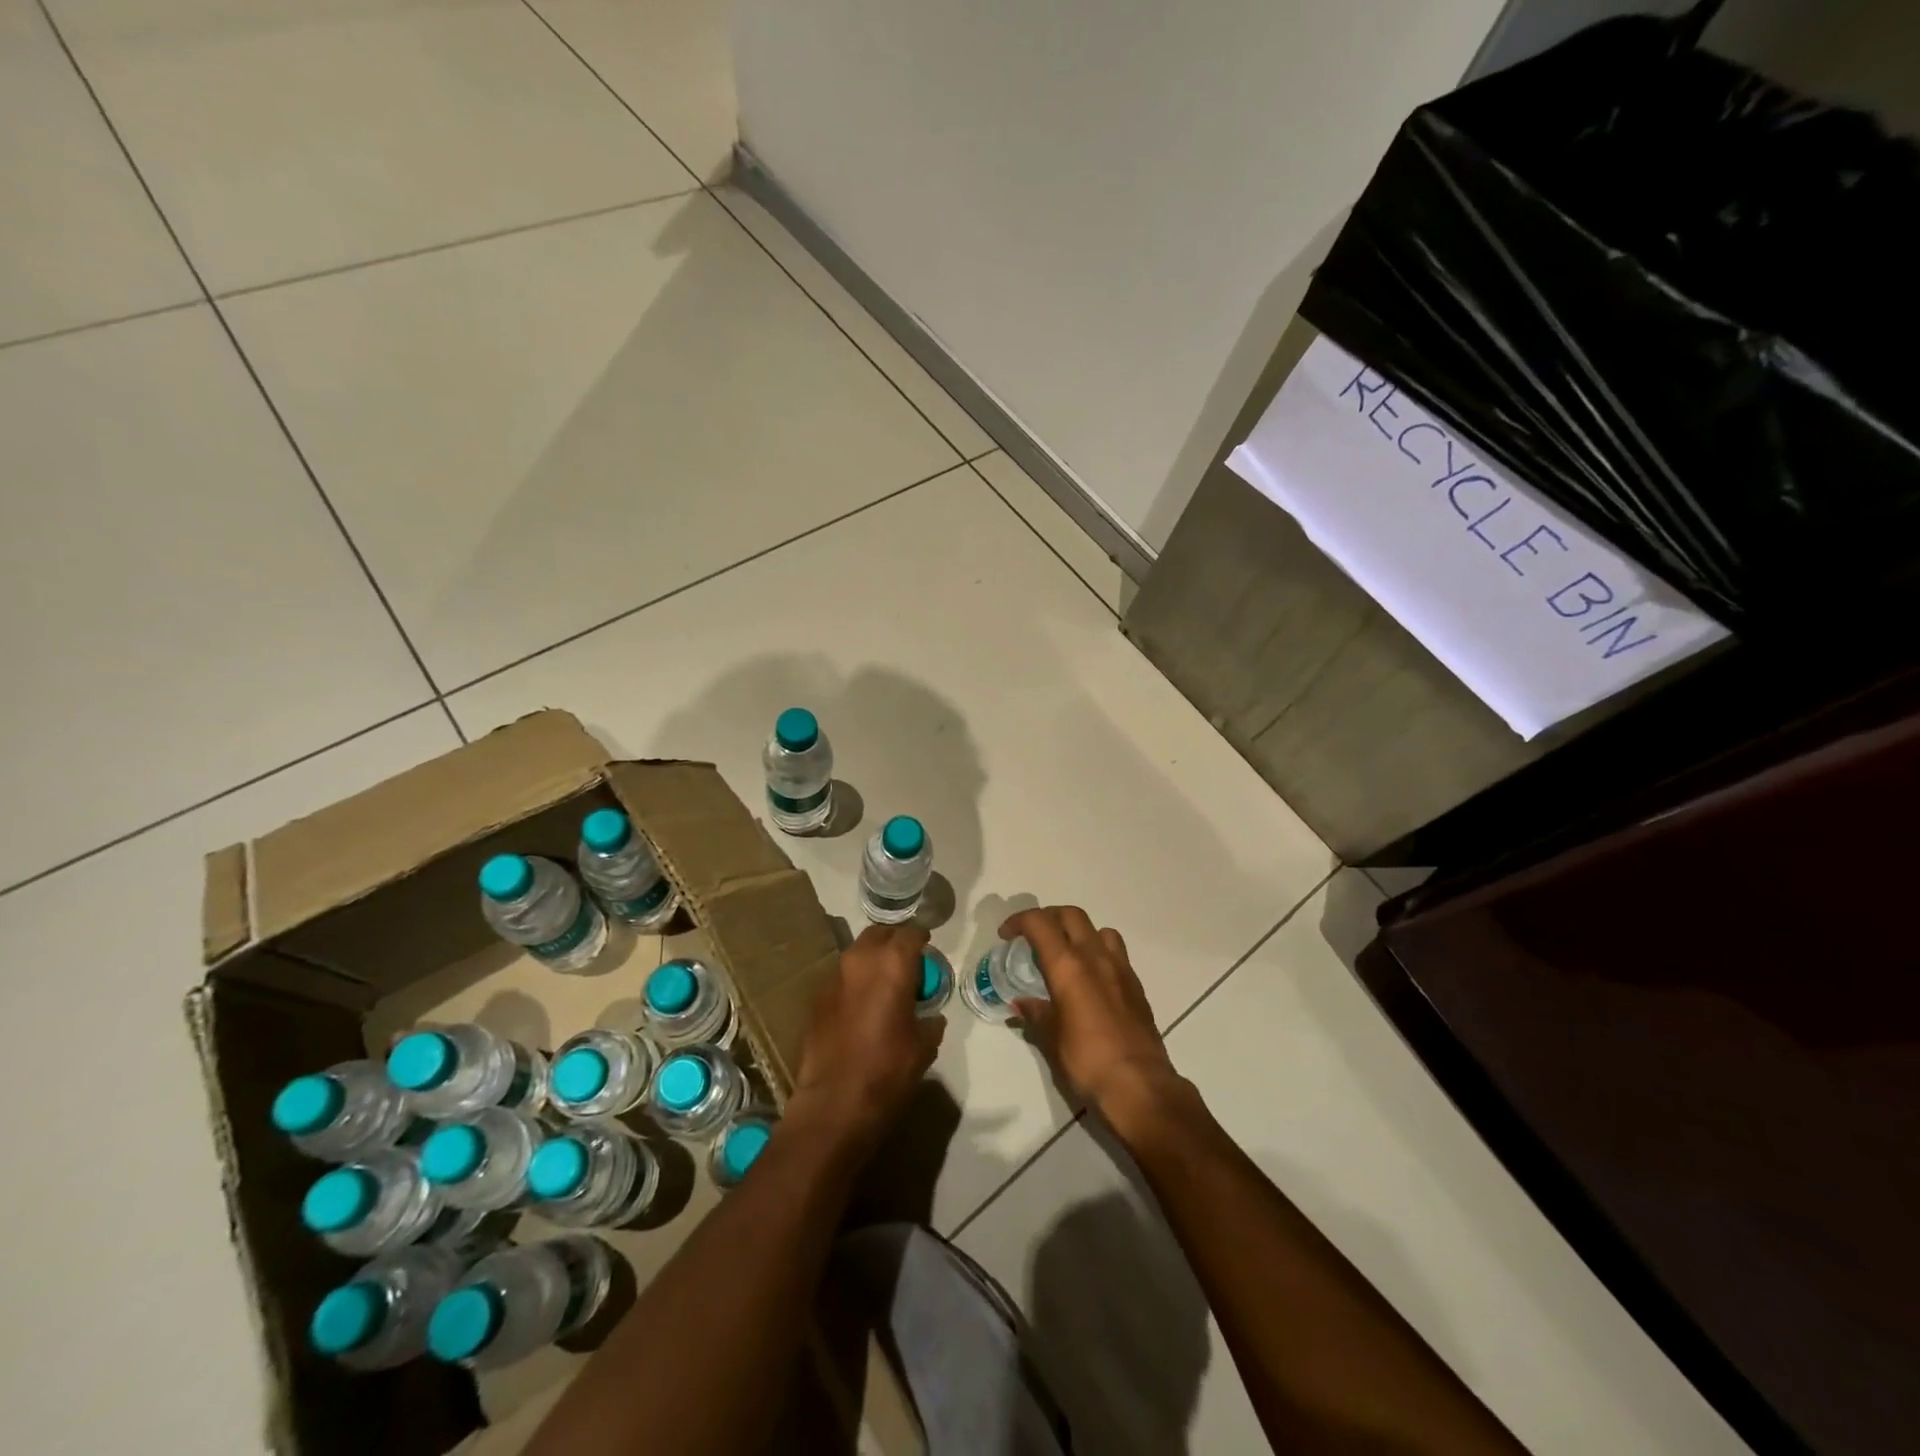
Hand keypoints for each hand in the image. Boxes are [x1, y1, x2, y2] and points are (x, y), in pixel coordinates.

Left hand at [791, 923, 944, 1154]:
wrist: (833, 1103)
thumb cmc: (888, 1071)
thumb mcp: (924, 1046)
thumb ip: (930, 1021)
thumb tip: (930, 1016)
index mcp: (892, 964)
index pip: (911, 933)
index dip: (922, 938)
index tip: (928, 947)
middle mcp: (860, 960)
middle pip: (879, 934)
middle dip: (894, 941)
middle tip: (907, 961)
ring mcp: (833, 977)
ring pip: (857, 953)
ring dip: (872, 961)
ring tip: (884, 984)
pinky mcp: (816, 998)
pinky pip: (841, 979)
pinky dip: (854, 983)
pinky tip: (860, 1007)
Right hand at [1003, 906, 1182, 1124]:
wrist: (1139, 1085)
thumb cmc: (1087, 1060)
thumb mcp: (1051, 1038)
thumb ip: (1036, 1013)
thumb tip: (1021, 1003)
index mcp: (1068, 966)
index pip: (1040, 923)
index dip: (1019, 921)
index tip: (1007, 935)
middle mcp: (1095, 957)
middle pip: (1071, 915)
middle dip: (1048, 918)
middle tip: (1032, 937)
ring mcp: (1120, 968)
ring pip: (1098, 929)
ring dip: (1078, 932)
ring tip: (1066, 954)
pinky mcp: (1135, 984)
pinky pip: (1116, 952)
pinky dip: (1098, 952)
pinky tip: (1091, 978)